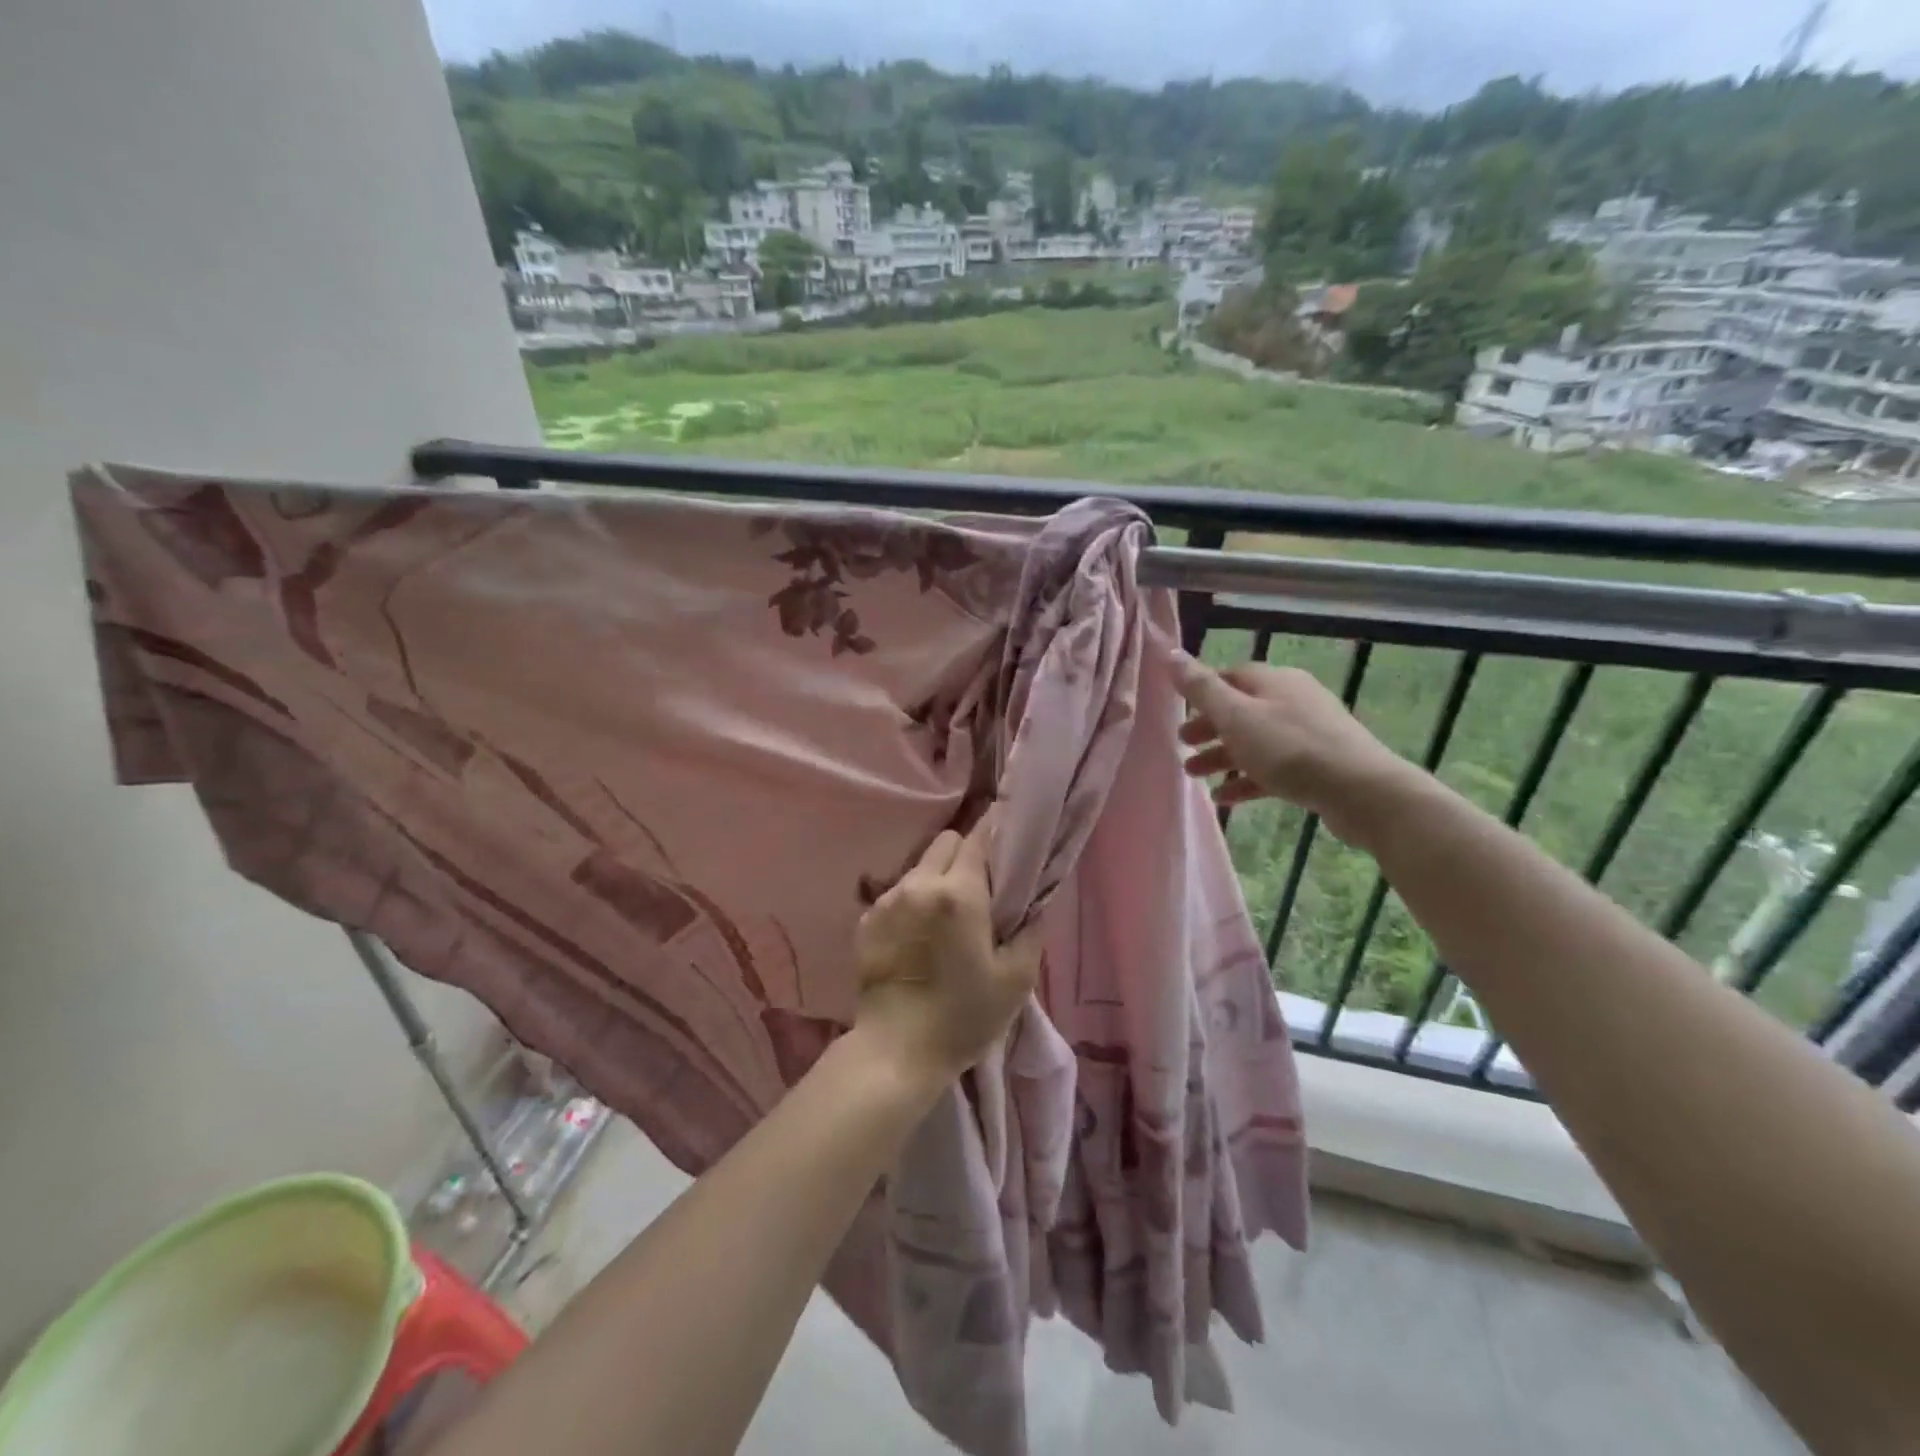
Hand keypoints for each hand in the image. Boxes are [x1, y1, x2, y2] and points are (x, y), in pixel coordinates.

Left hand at [852, 811, 1044, 1085]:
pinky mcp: (867, 919)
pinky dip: (913, 901)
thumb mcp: (1016, 978)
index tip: (1007, 835)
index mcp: (958, 893)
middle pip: (946, 842)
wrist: (895, 1052)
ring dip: (937, 878)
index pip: (978, 836)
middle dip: (965, 854)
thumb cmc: (963, 1017)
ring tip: (947, 917)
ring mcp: (887, 900)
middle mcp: (918, 885)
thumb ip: (1030, 929)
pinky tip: (919, 936)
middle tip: (980, 889)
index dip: (995, 829)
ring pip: (919, 866)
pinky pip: (897, 892)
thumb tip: (1032, 900)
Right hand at [1169, 650, 1414, 849]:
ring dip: (1222, 756)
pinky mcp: (1317, 764)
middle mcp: (1292, 699)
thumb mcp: (1236, 716)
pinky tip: (1225, 797)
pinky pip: (1272, 767)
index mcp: (1273, 681)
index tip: (1178, 712)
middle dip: (1208, 728)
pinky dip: (1246, 778)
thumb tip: (1170, 652)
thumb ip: (1200, 688)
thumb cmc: (1289, 748)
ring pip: (1254, 740)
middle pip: (1240, 710)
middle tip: (1181, 745)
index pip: (1229, 677)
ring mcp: (1308, 732)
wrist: (1361, 791)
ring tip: (1194, 776)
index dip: (1202, 692)